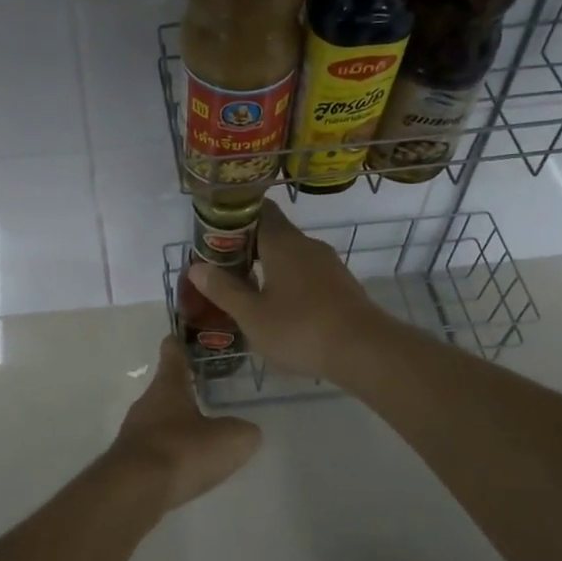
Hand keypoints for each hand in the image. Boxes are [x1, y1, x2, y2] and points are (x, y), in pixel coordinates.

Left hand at [106, 336, 262, 510]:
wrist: (134, 491)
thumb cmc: (182, 451)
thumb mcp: (230, 440)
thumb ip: (243, 431)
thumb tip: (246, 432)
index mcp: (168, 386)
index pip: (172, 354)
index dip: (178, 344)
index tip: (179, 337)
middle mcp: (146, 403)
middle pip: (165, 389)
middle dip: (183, 391)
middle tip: (205, 393)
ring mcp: (133, 433)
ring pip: (158, 421)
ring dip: (175, 425)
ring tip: (199, 436)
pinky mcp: (128, 462)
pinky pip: (153, 449)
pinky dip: (168, 453)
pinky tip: (183, 467)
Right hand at [188, 202, 386, 382]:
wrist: (364, 350)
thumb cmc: (300, 328)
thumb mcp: (252, 315)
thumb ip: (223, 289)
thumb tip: (196, 266)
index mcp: (282, 242)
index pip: (258, 211)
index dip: (235, 218)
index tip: (215, 235)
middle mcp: (307, 245)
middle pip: (274, 233)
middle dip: (248, 247)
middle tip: (223, 268)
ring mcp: (329, 264)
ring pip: (291, 255)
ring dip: (269, 267)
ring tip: (247, 291)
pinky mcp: (342, 285)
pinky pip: (308, 273)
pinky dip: (289, 282)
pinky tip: (280, 308)